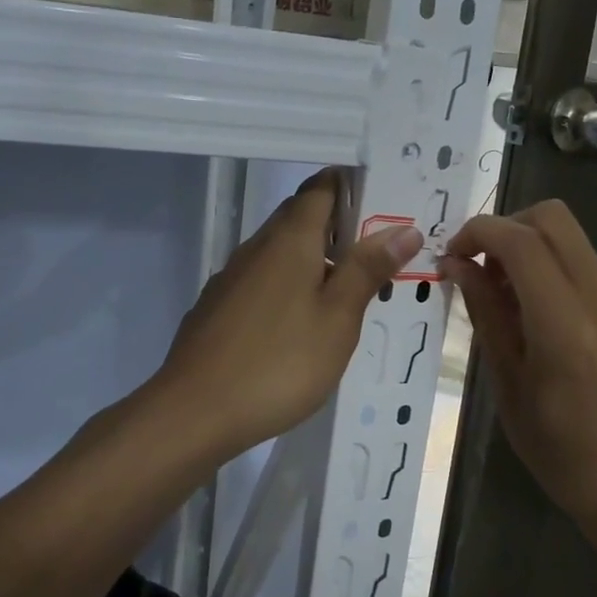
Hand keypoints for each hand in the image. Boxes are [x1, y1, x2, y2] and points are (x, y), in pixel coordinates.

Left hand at [152, 170, 421, 461]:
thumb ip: (367, 270)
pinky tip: (303, 322)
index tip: (385, 202)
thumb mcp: (338, 318)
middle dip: (339, 225)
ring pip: (281, 251)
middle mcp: (257, 247)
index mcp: (289, 239)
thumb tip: (402, 228)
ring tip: (350, 289)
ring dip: (315, 259)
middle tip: (380, 252)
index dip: (352, 185)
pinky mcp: (219, 306)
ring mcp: (232, 277)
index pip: (321, 187)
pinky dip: (289, 285)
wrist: (194, 411)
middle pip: (300, 217)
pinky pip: (263, 280)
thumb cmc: (279, 362)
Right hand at [439, 200, 596, 533]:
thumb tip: (459, 266)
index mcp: (566, 328)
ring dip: (537, 259)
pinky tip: (560, 331)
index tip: (456, 254)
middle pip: (554, 219)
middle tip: (485, 269)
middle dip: (509, 229)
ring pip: (576, 247)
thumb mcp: (509, 387)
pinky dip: (566, 284)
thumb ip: (487, 315)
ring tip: (518, 309)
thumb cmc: (564, 455)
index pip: (520, 240)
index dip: (479, 232)